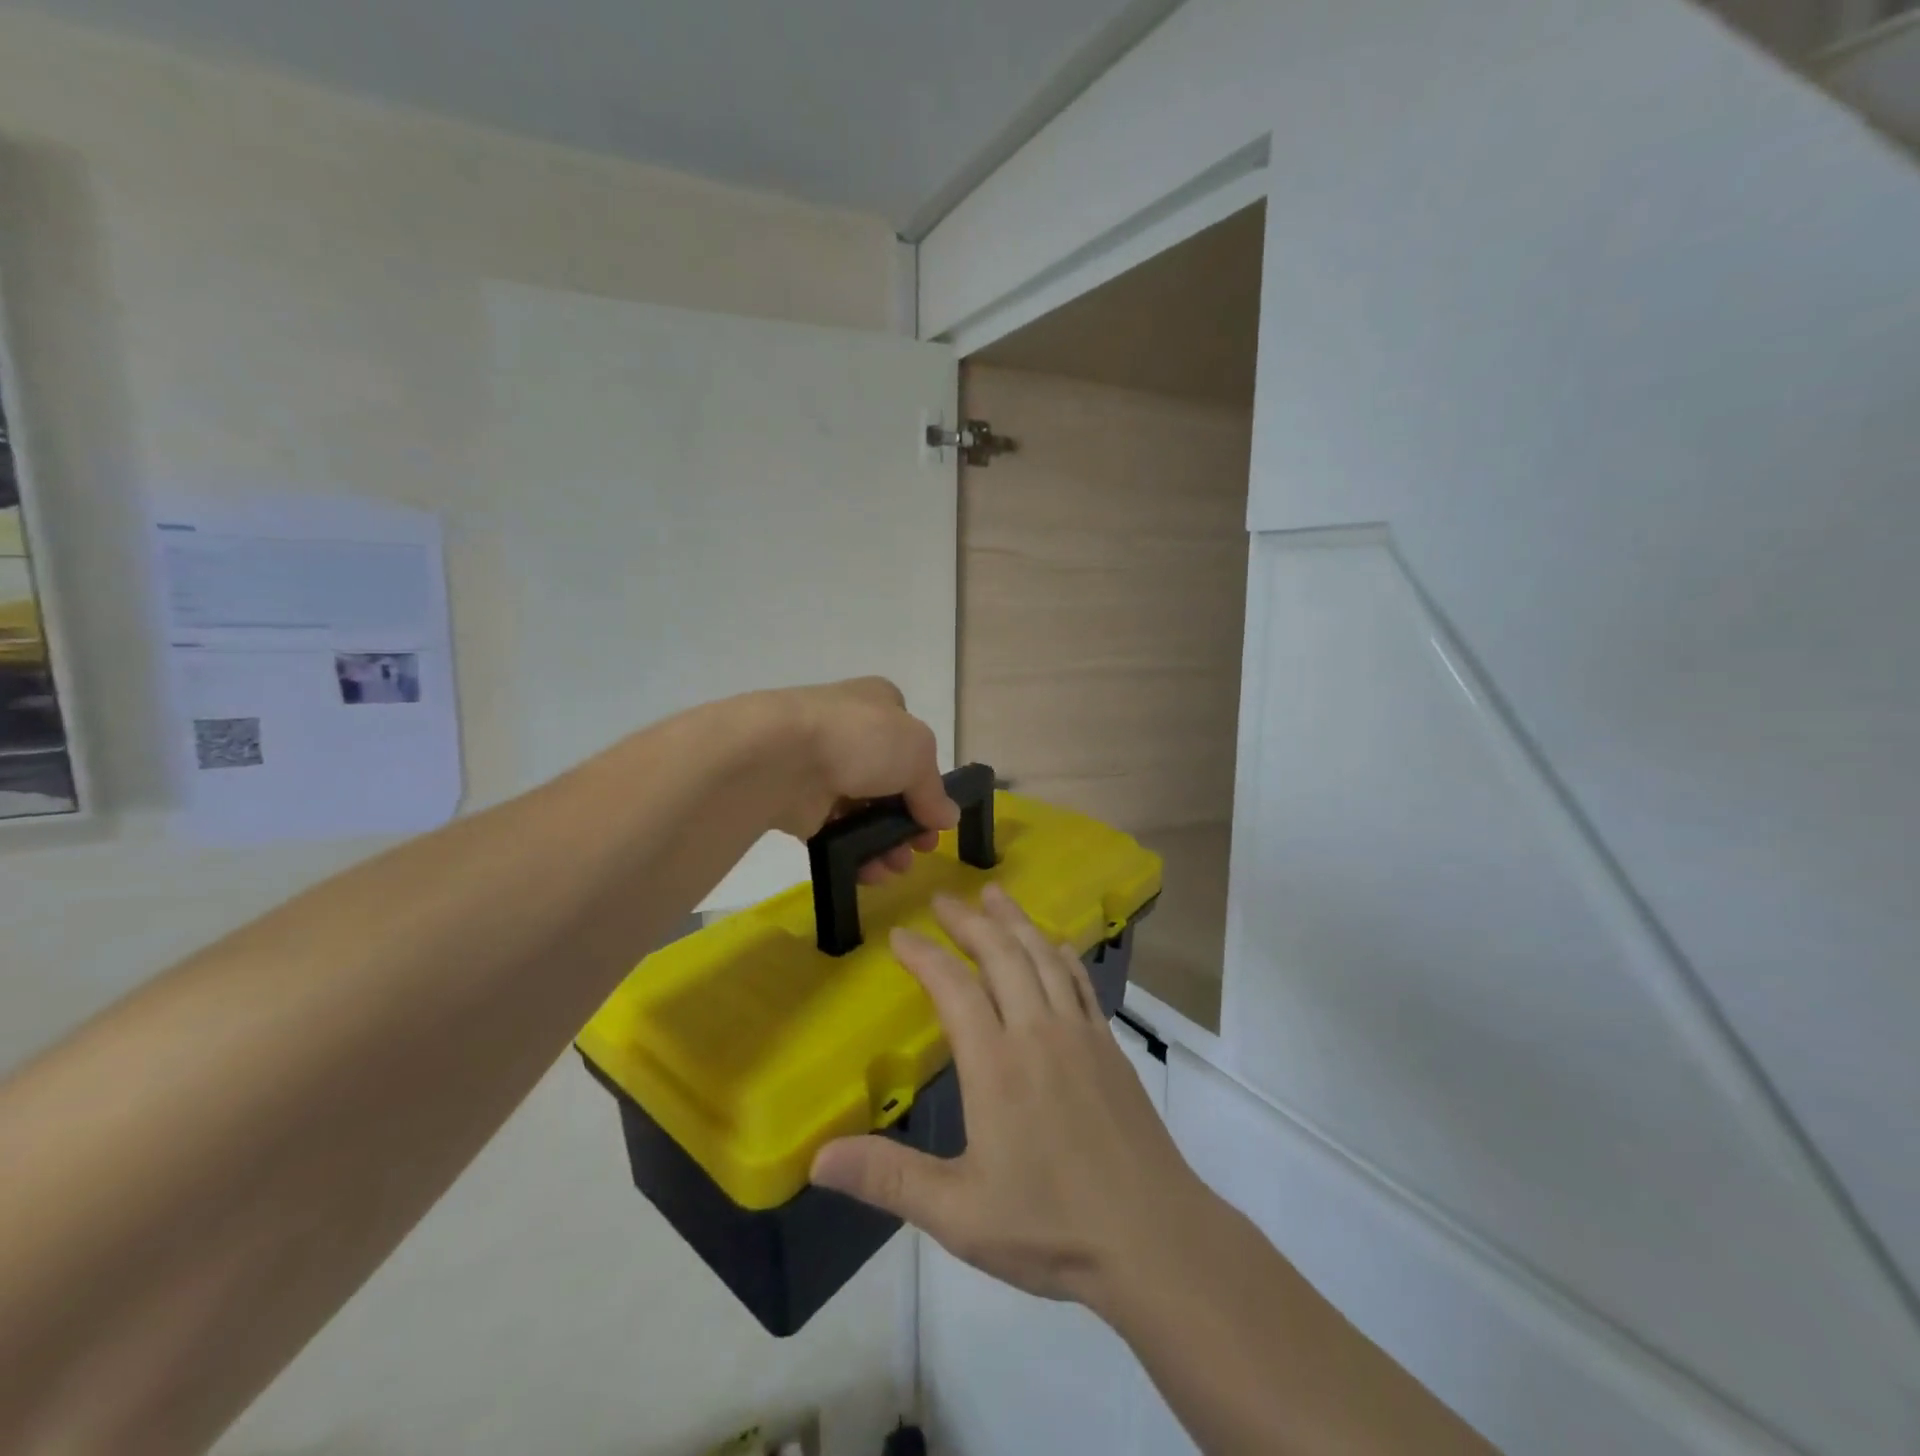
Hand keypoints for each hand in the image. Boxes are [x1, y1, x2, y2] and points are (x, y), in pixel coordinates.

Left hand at [764, 677, 959, 881]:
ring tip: (894, 868)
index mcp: (879, 704)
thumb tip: (947, 817)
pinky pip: (834, 832)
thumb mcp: (917, 753)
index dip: (927, 781)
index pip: (911, 742)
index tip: (936, 817)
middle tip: (920, 849)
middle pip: (890, 783)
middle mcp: (850, 733)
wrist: (780, 757)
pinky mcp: (799, 802)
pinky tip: (868, 871)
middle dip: (908, 821)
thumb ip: (933, 789)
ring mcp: (822, 767)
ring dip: (884, 843)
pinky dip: (853, 853)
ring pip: (863, 811)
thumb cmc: (860, 739)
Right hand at [810, 886, 1210, 1306]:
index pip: (953, 987)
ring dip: (1015, 921)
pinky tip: (1053, 945)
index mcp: (996, 1064)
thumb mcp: (959, 1213)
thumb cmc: (1051, 1226)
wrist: (1153, 1237)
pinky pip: (1080, 980)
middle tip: (944, 898)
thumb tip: (816, 1159)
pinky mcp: (1110, 1045)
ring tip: (995, 894)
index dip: (924, 955)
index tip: (899, 935)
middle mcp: (1038, 1032)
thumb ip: (889, 1179)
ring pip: (1043, 956)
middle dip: (969, 921)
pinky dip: (1060, 952)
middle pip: (1001, 955)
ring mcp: (1080, 1033)